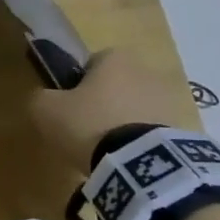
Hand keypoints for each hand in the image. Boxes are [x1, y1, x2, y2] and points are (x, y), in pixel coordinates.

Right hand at [29, 50, 201, 168]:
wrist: (137, 162)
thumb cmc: (87, 124)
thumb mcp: (46, 110)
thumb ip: (40, 97)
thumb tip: (43, 99)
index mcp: (115, 57)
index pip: (91, 63)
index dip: (77, 85)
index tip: (69, 108)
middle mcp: (145, 70)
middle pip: (115, 86)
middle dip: (102, 104)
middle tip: (84, 132)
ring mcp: (167, 100)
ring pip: (134, 109)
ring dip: (122, 124)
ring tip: (104, 152)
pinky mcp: (179, 128)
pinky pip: (150, 132)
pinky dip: (138, 142)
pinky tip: (124, 161)